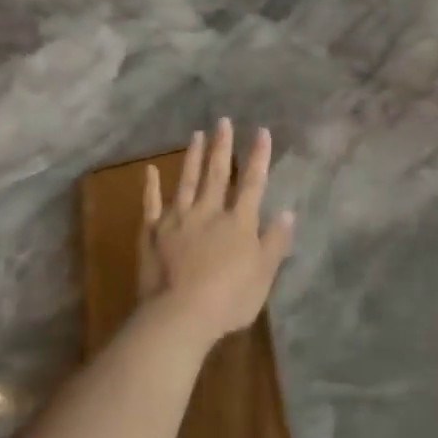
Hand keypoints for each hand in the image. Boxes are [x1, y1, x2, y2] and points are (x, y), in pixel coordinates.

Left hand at [137, 119, 295, 351]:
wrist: (179, 315)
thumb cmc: (230, 299)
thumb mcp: (264, 274)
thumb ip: (274, 242)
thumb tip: (286, 212)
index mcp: (239, 222)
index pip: (252, 183)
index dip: (258, 157)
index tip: (260, 131)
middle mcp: (209, 212)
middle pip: (216, 174)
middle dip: (222, 146)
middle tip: (223, 121)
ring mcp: (178, 220)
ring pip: (186, 181)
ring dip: (192, 157)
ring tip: (197, 134)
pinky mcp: (153, 233)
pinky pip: (152, 205)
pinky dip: (151, 187)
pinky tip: (150, 170)